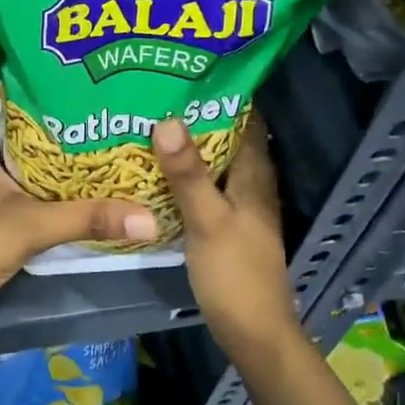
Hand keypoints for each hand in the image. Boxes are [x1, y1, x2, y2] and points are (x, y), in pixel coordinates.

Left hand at [0, 56, 155, 318]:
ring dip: (43, 124)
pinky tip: (73, 159)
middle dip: (40, 88)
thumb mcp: (30, 226)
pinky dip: (42, 159)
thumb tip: (148, 215)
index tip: (47, 34)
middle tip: (84, 70)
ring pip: (14, 136)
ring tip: (87, 106)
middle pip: (6, 105)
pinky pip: (19, 166)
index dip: (10, 54)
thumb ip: (87, 218)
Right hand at [150, 115, 296, 349]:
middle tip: (156, 93)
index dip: (224, 94)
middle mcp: (250, 185)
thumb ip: (188, 174)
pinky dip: (184, 174)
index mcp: (254, 176)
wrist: (252, 333)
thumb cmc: (235, 273)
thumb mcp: (207, 219)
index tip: (187, 72)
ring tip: (149, 122)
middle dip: (197, 116)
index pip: (247, 120)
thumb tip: (168, 119)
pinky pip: (204, 186)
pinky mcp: (224, 225)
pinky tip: (155, 170)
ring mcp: (238, 206)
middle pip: (227, 138)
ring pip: (214, 163)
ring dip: (189, 145)